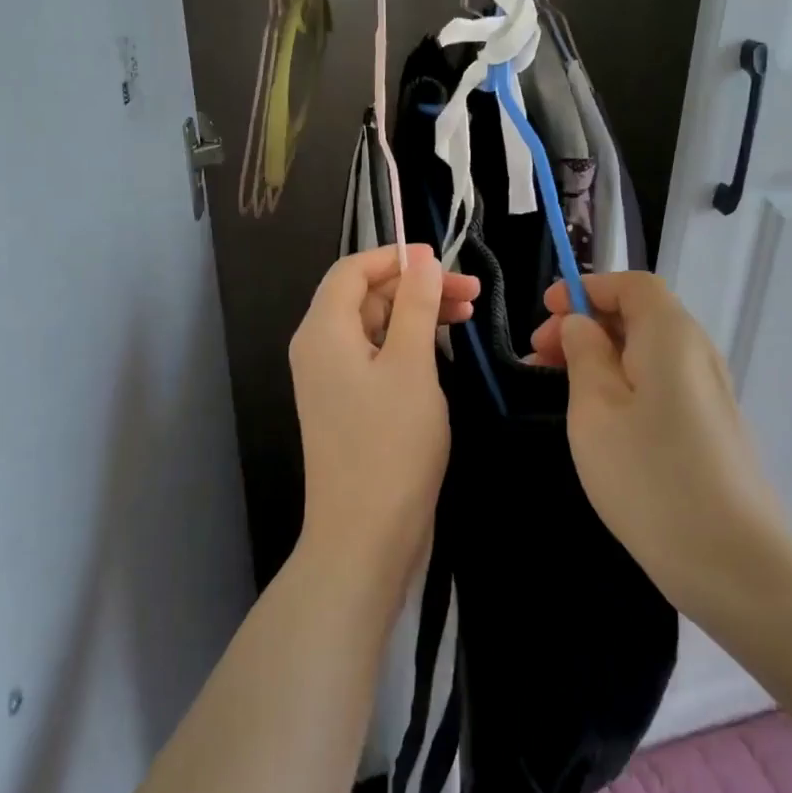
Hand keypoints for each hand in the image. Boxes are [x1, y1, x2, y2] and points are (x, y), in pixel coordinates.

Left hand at [289, 244, 478, 600]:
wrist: (366, 535)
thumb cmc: (391, 444)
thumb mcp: (411, 365)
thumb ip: (416, 305)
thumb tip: (421, 260)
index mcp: (323, 331)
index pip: (352, 270)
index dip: (396, 257)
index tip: (443, 260)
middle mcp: (319, 349)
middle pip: (365, 296)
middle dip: (416, 286)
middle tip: (472, 292)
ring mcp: (331, 380)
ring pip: (375, 327)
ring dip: (417, 314)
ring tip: (468, 315)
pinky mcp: (348, 405)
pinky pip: (376, 357)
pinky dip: (408, 345)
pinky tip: (442, 349)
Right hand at [528, 273, 791, 614]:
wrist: (734, 564)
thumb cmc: (651, 478)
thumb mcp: (596, 411)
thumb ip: (584, 355)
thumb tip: (581, 324)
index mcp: (671, 336)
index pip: (632, 284)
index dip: (587, 287)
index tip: (545, 310)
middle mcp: (698, 354)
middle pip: (640, 316)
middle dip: (586, 323)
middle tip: (538, 354)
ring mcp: (709, 393)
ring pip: (648, 352)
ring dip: (601, 355)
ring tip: (556, 384)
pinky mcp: (711, 427)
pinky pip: (661, 383)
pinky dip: (623, 382)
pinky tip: (597, 417)